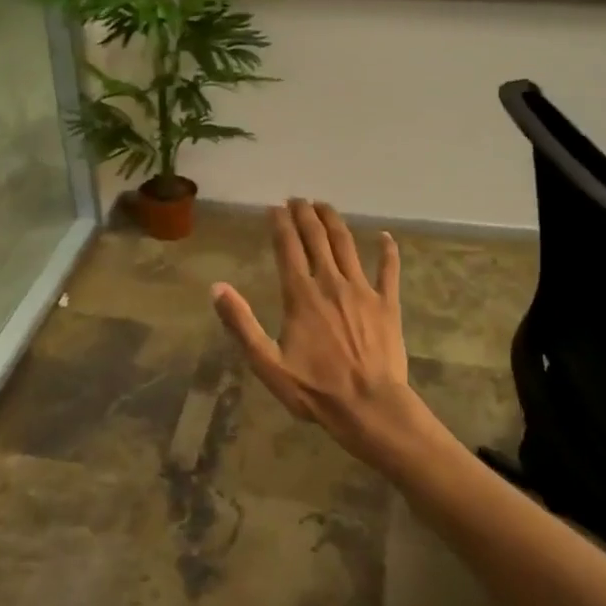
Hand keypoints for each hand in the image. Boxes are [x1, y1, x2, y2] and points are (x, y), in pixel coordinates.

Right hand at [211, 200, 435, 473]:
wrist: (370, 406)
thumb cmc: (315, 389)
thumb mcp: (267, 363)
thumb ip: (242, 324)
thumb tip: (217, 288)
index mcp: (301, 296)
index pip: (287, 248)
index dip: (280, 224)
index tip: (274, 208)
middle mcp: (331, 283)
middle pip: (317, 238)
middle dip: (305, 214)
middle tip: (297, 199)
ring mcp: (362, 290)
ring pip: (347, 245)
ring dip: (334, 221)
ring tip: (324, 205)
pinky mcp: (387, 303)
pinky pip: (388, 270)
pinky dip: (387, 251)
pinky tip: (385, 237)